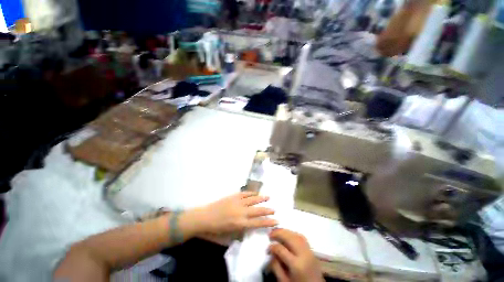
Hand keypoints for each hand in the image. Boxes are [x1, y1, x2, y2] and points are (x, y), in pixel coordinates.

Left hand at [190, 192, 277, 235]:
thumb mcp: (230, 235)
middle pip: (258, 210)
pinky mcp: (234, 196)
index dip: (268, 222)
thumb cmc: (216, 230)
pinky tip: (255, 193)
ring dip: (261, 198)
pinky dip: (251, 193)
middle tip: (274, 209)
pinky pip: (245, 193)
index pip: (258, 223)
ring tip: (268, 197)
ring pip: (253, 199)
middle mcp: (242, 212)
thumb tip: (250, 226)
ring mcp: (238, 202)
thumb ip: (241, 230)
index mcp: (241, 224)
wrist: (205, 217)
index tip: (276, 221)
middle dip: (267, 210)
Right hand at [268, 229, 323, 281]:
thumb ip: (276, 267)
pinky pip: (302, 237)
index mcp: (296, 265)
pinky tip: (288, 235)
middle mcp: (304, 255)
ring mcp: (310, 251)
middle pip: (290, 238)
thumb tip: (272, 253)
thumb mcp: (284, 281)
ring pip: (296, 235)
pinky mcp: (312, 251)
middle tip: (270, 233)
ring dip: (286, 231)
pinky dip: (293, 234)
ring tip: (277, 232)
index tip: (268, 248)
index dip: (272, 247)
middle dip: (279, 233)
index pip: (281, 249)